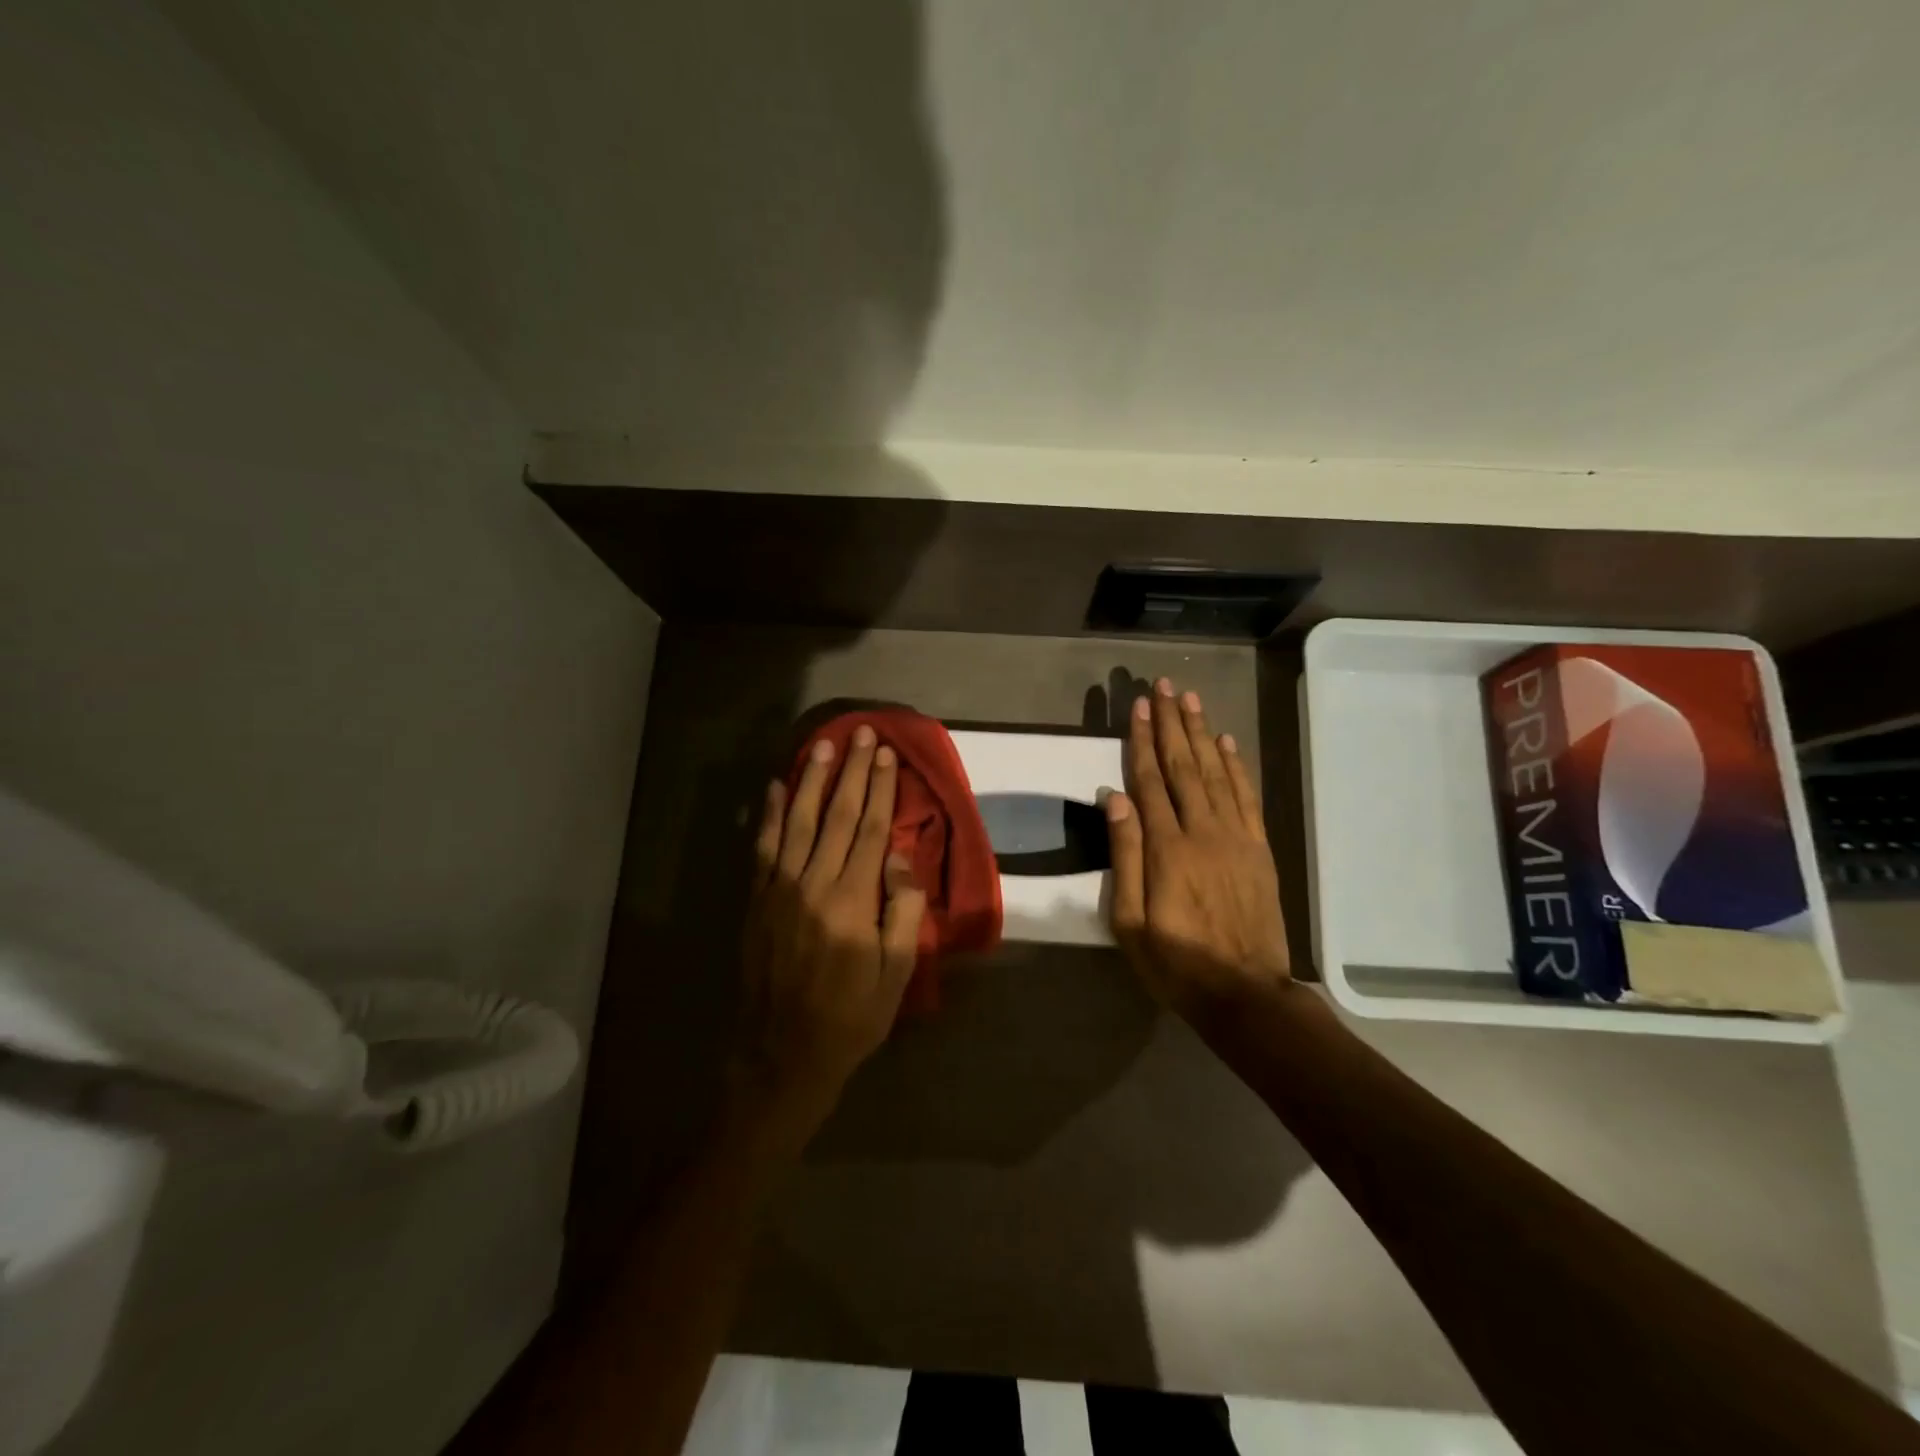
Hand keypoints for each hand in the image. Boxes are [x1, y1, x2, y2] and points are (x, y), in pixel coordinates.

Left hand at [734, 726, 927, 1154]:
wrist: (782, 1053)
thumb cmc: (851, 1016)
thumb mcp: (897, 973)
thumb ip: (902, 910)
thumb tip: (900, 857)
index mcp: (853, 901)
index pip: (872, 829)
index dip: (882, 789)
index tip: (888, 755)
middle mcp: (814, 883)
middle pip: (838, 815)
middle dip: (852, 771)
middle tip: (862, 733)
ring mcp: (779, 889)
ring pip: (799, 821)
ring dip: (813, 780)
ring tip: (824, 745)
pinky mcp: (757, 900)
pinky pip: (764, 847)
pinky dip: (770, 814)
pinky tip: (776, 787)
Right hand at [1106, 679, 1290, 1016]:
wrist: (1246, 994)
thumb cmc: (1176, 963)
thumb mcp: (1130, 923)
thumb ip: (1125, 856)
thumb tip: (1114, 799)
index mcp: (1167, 849)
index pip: (1149, 781)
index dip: (1141, 741)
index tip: (1137, 706)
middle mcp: (1203, 832)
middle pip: (1183, 767)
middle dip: (1171, 724)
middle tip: (1165, 686)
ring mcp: (1236, 838)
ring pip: (1216, 773)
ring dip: (1202, 733)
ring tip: (1192, 700)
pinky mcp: (1260, 849)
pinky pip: (1247, 797)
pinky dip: (1236, 766)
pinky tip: (1226, 742)